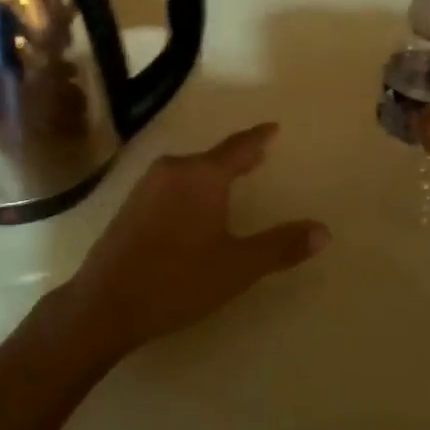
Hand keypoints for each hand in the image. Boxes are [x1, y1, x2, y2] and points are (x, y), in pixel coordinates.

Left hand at [63, 124, 327, 357]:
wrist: (106, 301)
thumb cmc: (178, 281)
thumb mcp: (237, 267)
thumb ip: (280, 246)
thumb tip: (323, 230)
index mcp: (202, 175)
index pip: (238, 148)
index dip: (258, 138)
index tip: (273, 127)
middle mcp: (173, 169)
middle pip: (212, 157)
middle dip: (236, 157)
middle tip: (259, 155)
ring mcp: (147, 184)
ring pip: (189, 170)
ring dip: (211, 173)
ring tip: (231, 180)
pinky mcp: (131, 203)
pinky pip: (171, 183)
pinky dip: (191, 186)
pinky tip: (195, 205)